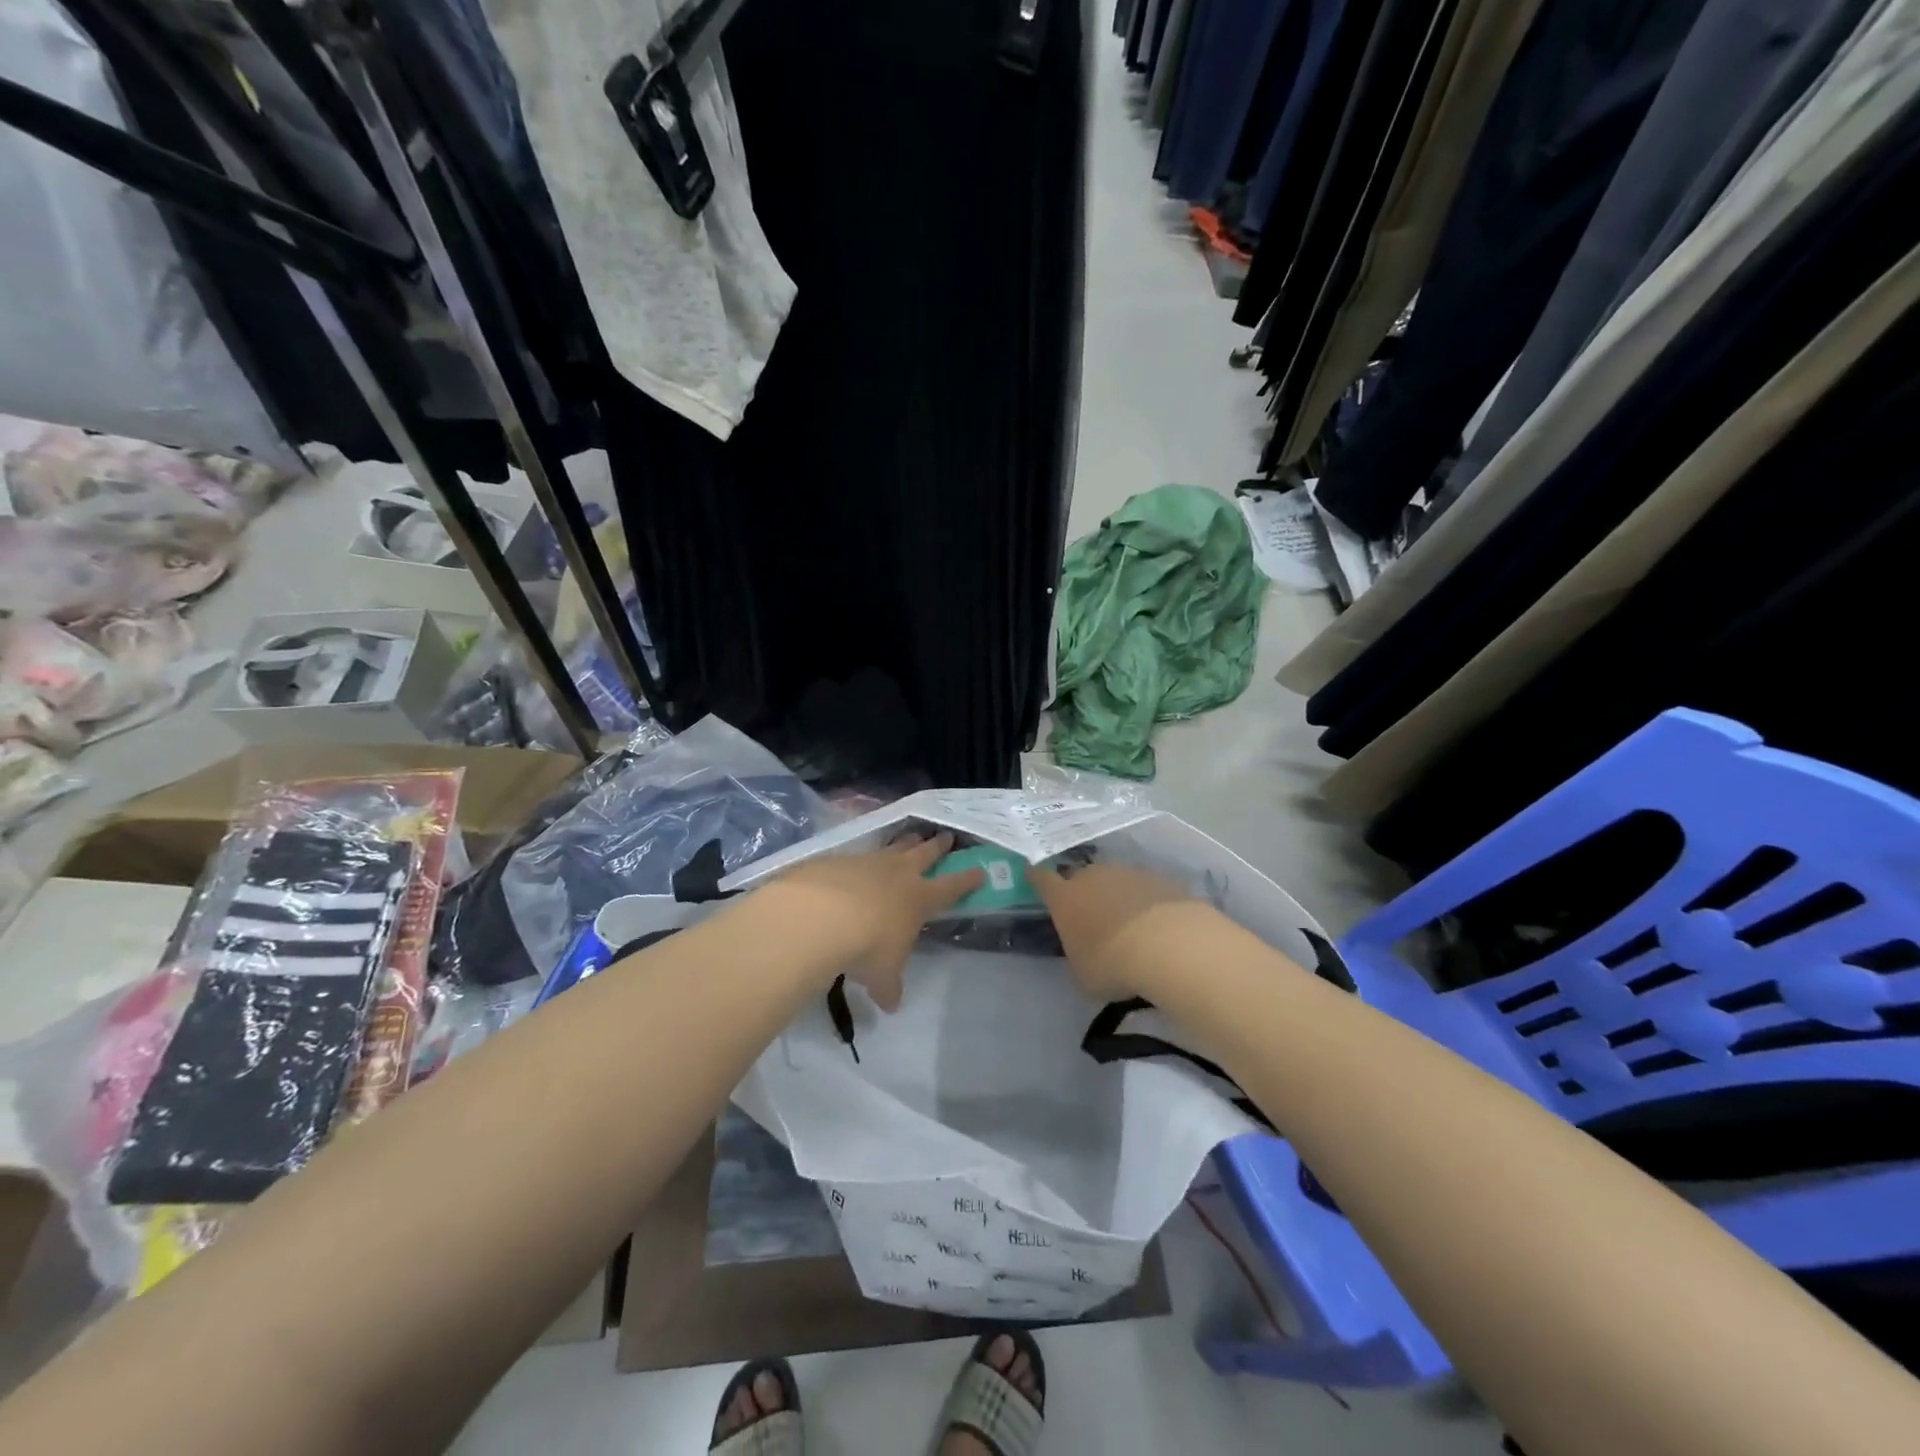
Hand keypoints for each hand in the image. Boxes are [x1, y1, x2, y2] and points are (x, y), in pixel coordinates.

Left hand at [760, 833, 983, 1009]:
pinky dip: (861, 860)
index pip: (952, 887)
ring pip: (894, 846)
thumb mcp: (882, 975)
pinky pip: (856, 855)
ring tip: (911, 837)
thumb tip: (890, 1005)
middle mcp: (898, 873)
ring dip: (904, 842)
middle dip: (939, 846)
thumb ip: (889, 987)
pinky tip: (855, 866)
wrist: (819, 916)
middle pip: (925, 853)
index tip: (980, 871)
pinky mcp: (838, 859)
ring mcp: (868, 861)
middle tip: (947, 836)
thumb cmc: (866, 946)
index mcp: (919, 898)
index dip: (968, 880)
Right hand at [1028, 861, 1196, 998]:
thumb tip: (1085, 950)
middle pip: (1081, 877)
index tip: (1033, 877)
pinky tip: (1158, 925)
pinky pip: (1145, 889)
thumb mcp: (1082, 972)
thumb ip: (1078, 954)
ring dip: (1117, 896)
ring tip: (1129, 924)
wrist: (1169, 945)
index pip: (1041, 879)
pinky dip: (1146, 902)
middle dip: (1083, 892)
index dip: (1036, 878)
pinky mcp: (1161, 879)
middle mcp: (1093, 876)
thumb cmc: (1112, 963)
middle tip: (1091, 915)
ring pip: (1115, 880)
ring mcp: (1128, 873)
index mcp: (1065, 897)